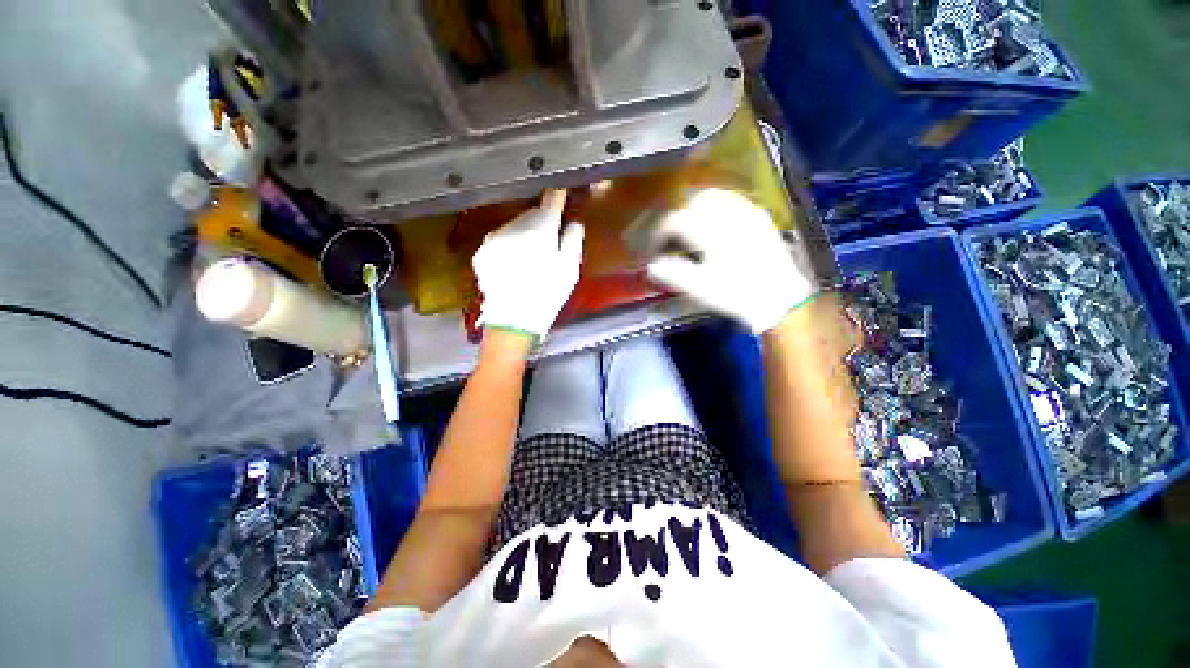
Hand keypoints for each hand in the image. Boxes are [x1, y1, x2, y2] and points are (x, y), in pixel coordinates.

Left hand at [472, 189, 584, 339]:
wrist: (514, 319)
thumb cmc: (548, 293)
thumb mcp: (569, 268)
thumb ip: (572, 239)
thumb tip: (573, 223)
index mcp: (540, 227)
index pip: (551, 200)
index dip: (558, 195)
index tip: (561, 191)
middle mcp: (514, 225)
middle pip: (531, 215)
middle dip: (540, 223)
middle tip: (549, 242)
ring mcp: (495, 238)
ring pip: (514, 227)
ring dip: (523, 235)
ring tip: (530, 258)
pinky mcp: (482, 252)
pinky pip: (500, 242)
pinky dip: (508, 247)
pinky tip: (514, 266)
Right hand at [645, 189, 817, 333]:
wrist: (780, 298)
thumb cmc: (737, 294)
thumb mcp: (701, 288)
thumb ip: (673, 273)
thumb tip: (651, 265)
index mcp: (711, 230)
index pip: (675, 220)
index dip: (657, 233)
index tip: (652, 249)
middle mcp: (728, 213)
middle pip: (692, 201)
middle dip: (675, 216)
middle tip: (667, 236)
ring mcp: (746, 211)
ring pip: (712, 196)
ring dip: (693, 207)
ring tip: (687, 227)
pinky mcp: (758, 216)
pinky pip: (731, 199)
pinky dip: (714, 205)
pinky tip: (712, 221)